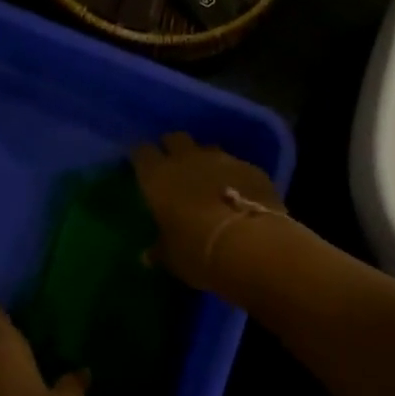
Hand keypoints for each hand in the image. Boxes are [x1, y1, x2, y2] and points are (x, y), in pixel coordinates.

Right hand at [131, 132, 286, 290]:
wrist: (250, 245)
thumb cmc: (196, 250)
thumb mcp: (171, 257)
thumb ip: (159, 250)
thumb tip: (148, 255)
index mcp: (158, 176)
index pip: (142, 152)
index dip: (143, 158)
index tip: (144, 168)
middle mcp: (188, 159)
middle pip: (176, 139)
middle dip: (173, 148)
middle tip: (174, 166)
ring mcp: (223, 159)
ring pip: (208, 149)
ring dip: (205, 161)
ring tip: (208, 181)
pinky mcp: (252, 168)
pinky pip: (237, 165)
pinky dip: (233, 175)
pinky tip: (238, 193)